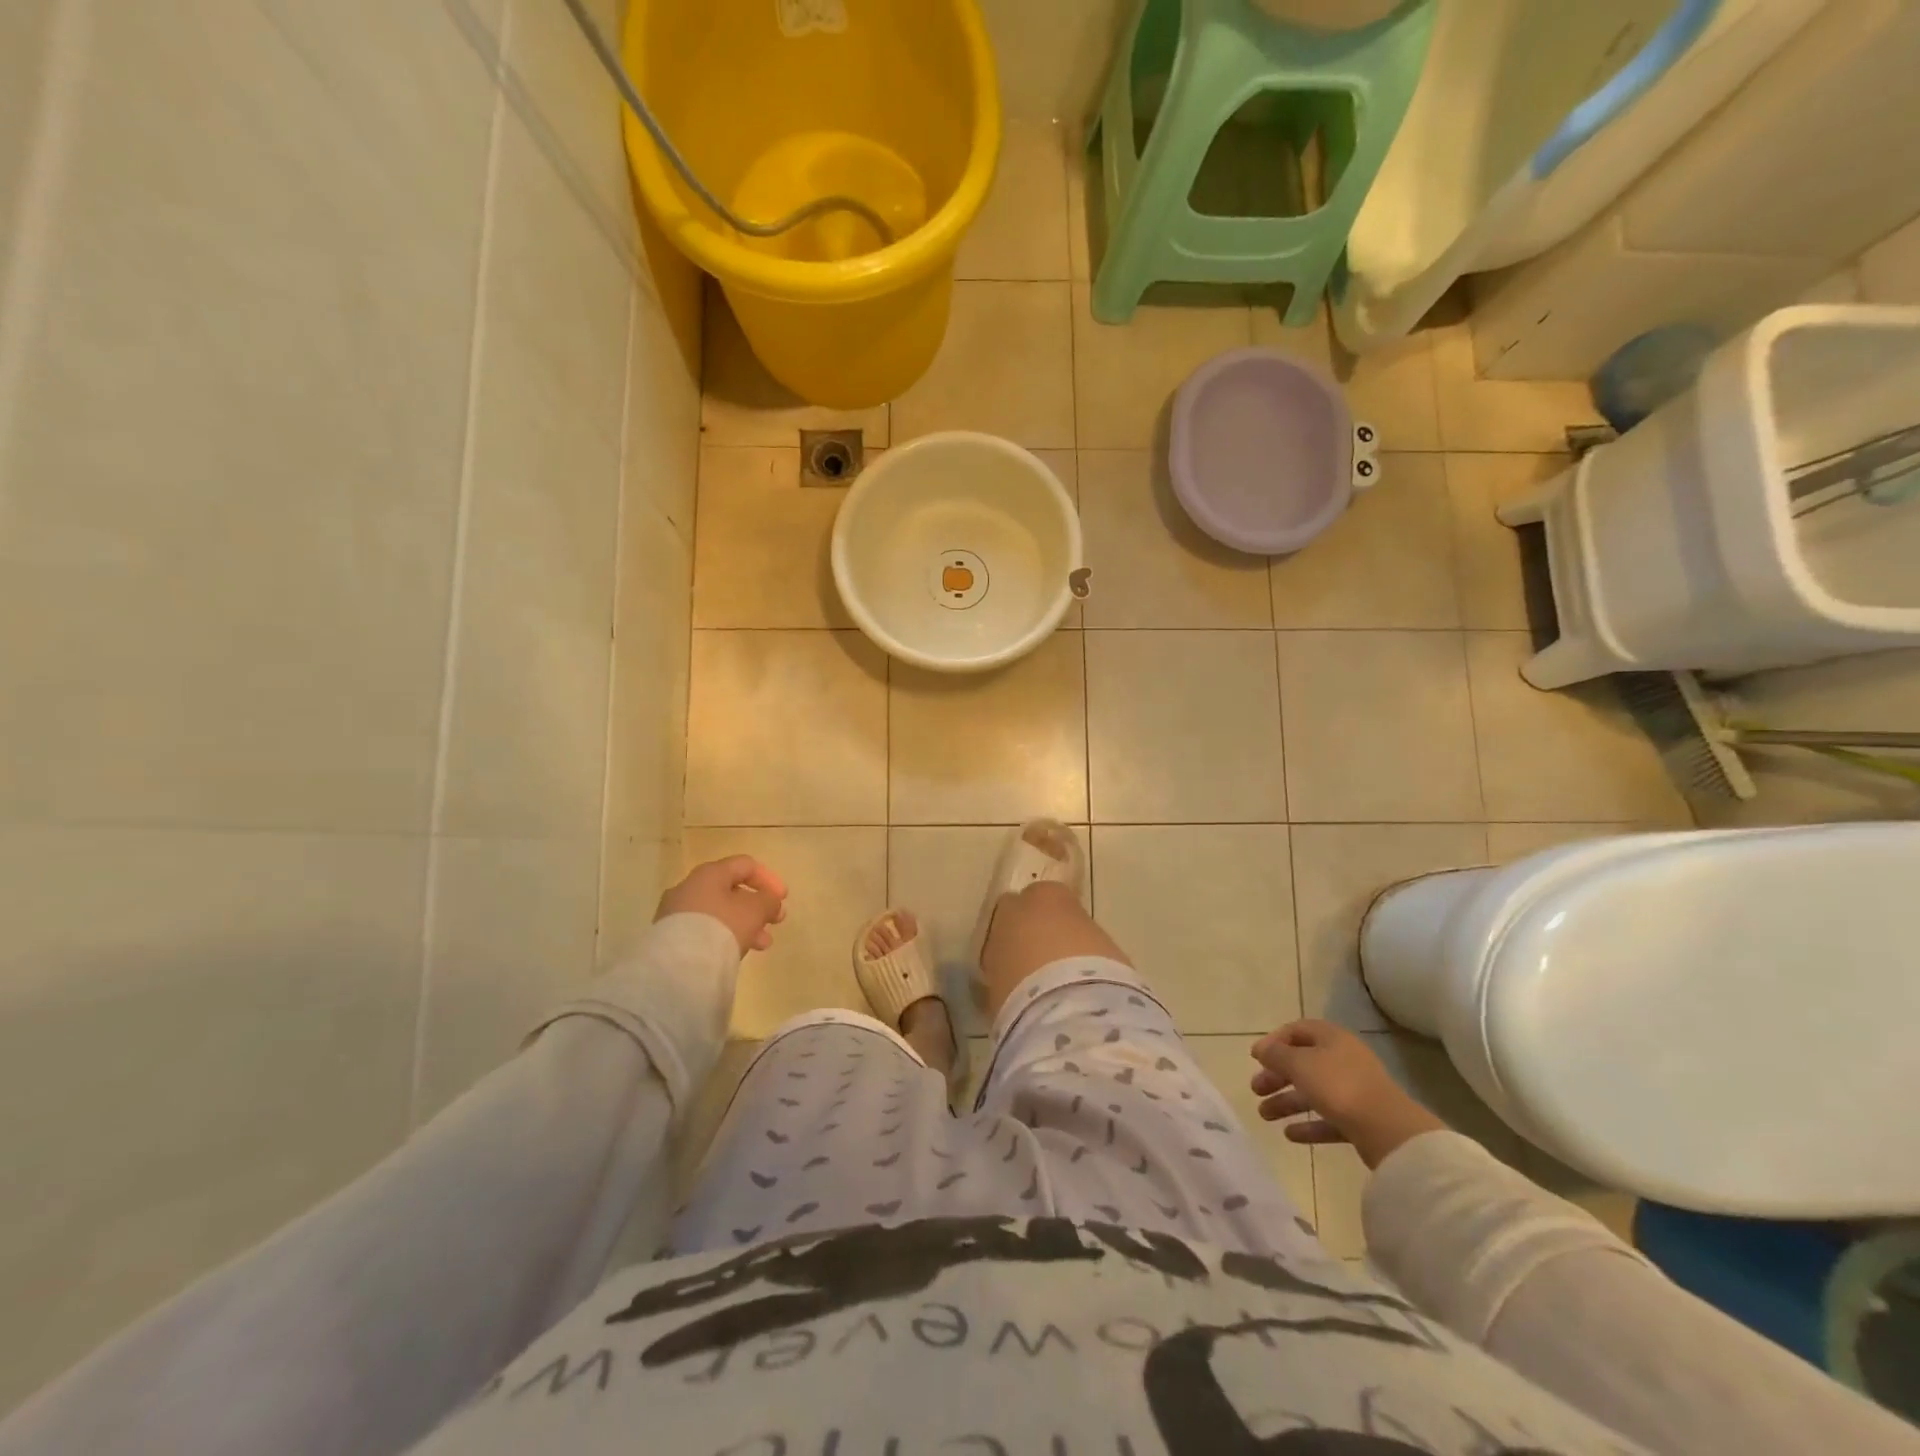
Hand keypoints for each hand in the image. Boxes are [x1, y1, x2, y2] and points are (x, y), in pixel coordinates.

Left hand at [655, 856, 787, 954]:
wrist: (679, 964)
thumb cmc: (723, 926)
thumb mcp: (755, 910)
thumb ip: (768, 900)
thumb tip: (769, 900)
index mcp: (710, 873)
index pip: (745, 865)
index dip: (769, 878)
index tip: (783, 898)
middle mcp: (689, 887)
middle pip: (731, 891)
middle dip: (758, 907)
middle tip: (776, 922)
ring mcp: (676, 912)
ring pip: (719, 913)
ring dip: (745, 924)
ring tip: (762, 945)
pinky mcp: (670, 936)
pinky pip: (704, 929)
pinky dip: (725, 935)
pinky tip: (736, 952)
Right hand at [1250, 1019, 1445, 1169]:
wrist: (1388, 1130)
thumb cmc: (1338, 1085)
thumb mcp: (1299, 1063)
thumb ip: (1276, 1054)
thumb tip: (1262, 1049)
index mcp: (1331, 1038)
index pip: (1297, 1031)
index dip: (1274, 1041)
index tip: (1255, 1058)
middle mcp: (1343, 1059)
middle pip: (1302, 1063)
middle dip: (1276, 1076)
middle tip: (1256, 1089)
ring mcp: (1353, 1091)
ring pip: (1313, 1092)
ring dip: (1286, 1102)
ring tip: (1264, 1115)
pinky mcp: (1360, 1120)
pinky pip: (1328, 1118)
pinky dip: (1308, 1124)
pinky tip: (1289, 1134)